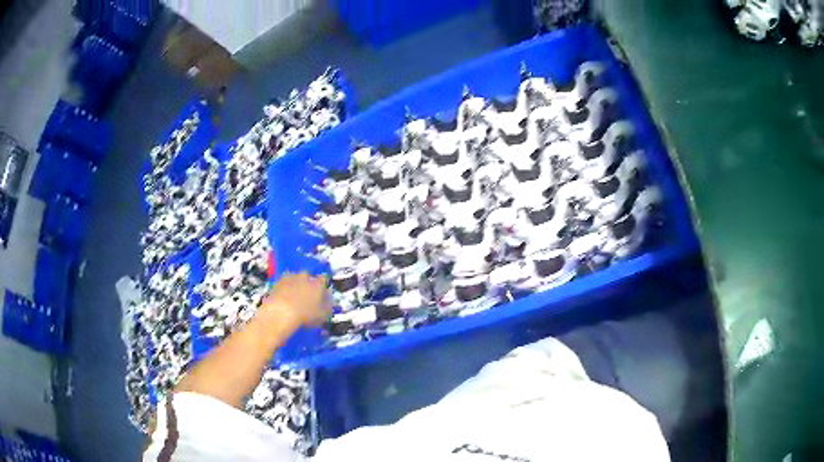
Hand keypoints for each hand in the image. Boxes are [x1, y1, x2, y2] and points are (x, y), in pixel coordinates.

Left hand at [261, 272, 331, 326]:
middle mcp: (305, 277)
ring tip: (294, 296)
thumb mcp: (323, 316)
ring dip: (295, 284)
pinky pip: (283, 283)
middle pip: (308, 275)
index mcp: (318, 284)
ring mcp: (290, 278)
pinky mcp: (277, 282)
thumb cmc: (306, 315)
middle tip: (307, 294)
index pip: (324, 278)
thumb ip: (328, 307)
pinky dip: (284, 288)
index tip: (322, 291)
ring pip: (295, 277)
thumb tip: (330, 303)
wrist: (281, 313)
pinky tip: (284, 297)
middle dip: (308, 282)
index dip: (323, 284)